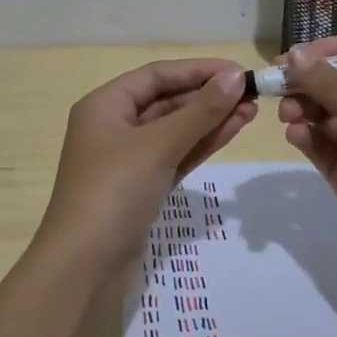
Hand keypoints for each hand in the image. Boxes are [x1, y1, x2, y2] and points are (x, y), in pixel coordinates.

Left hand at [40, 59, 256, 268]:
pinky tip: (232, 131)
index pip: (156, 75)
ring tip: (251, 111)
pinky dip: (202, 143)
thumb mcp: (157, 145)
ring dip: (210, 119)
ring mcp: (129, 159)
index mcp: (104, 105)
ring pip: (175, 130)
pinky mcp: (143, 186)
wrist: (84, 267)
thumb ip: (199, 111)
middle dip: (208, 96)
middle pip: (167, 100)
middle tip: (251, 94)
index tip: (237, 70)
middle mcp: (114, 126)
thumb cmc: (113, 192)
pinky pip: (176, 155)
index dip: (198, 70)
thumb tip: (233, 77)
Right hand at [277, 35, 336, 294]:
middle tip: (278, 88)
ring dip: (303, 109)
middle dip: (309, 83)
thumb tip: (295, 54)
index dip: (330, 52)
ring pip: (324, 115)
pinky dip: (305, 137)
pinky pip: (320, 146)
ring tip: (287, 116)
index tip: (295, 57)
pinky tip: (295, 136)